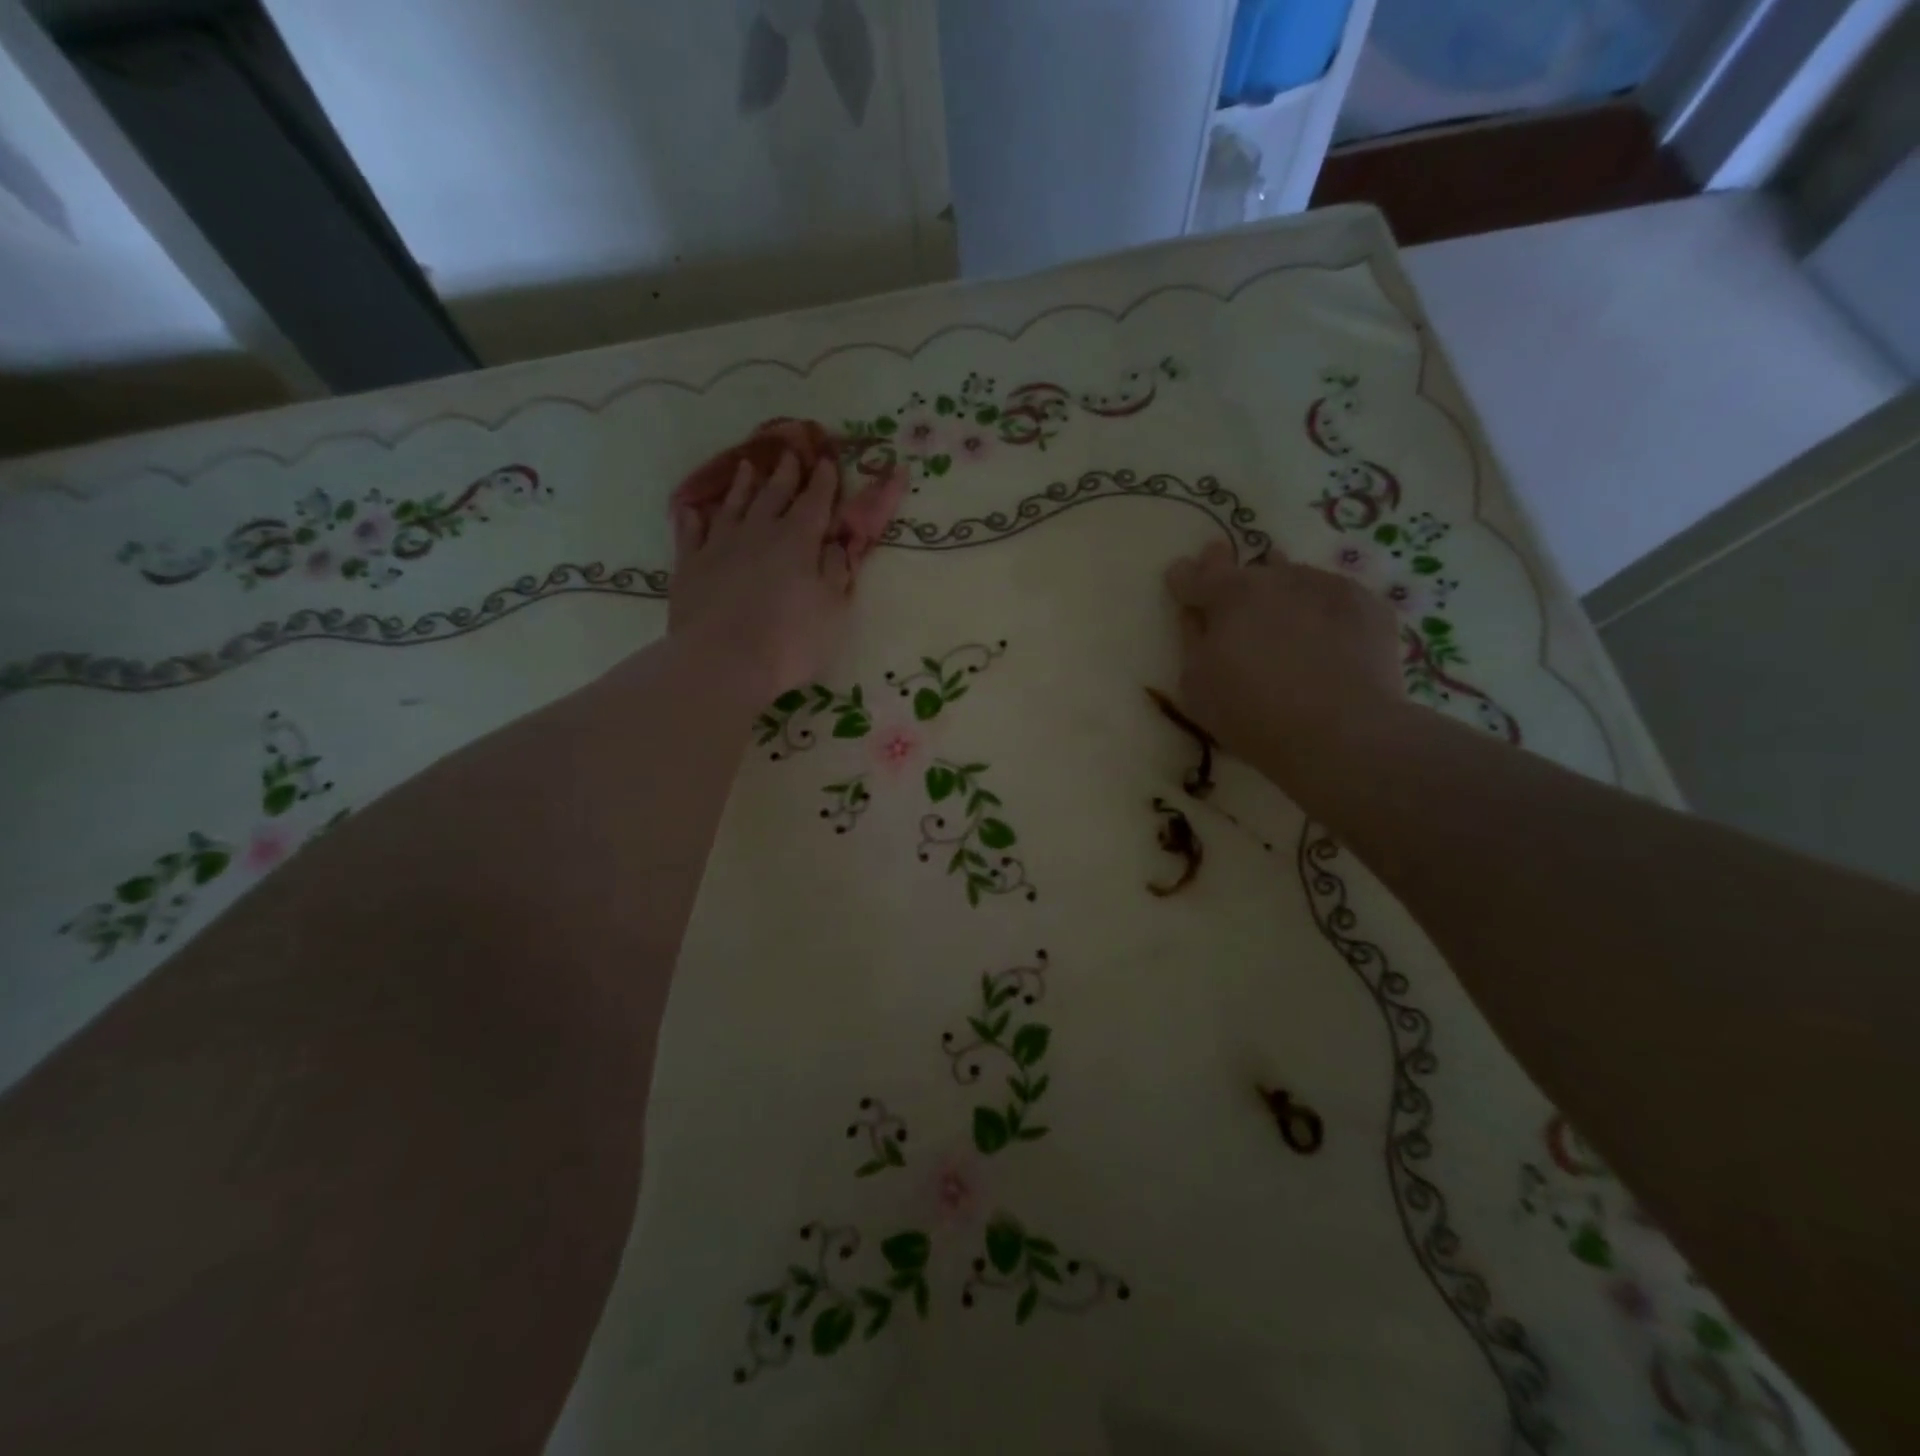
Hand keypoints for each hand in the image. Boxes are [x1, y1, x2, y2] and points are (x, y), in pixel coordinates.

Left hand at [669, 450, 858, 702]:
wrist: (723, 661)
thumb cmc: (790, 639)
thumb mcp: (832, 608)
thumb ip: (836, 572)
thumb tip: (835, 543)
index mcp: (798, 540)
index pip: (814, 502)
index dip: (823, 482)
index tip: (827, 462)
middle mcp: (758, 532)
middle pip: (773, 495)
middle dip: (785, 474)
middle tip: (790, 453)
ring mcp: (719, 546)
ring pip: (733, 505)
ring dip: (742, 485)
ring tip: (747, 466)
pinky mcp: (689, 566)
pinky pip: (691, 532)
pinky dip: (694, 518)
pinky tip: (694, 510)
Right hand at [1164, 540, 1403, 782]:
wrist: (1341, 733)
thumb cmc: (1252, 713)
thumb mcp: (1197, 685)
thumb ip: (1193, 640)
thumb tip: (1194, 614)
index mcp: (1229, 595)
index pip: (1196, 575)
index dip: (1185, 577)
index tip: (1180, 576)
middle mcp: (1277, 578)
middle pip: (1248, 571)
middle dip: (1233, 578)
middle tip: (1230, 590)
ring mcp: (1326, 586)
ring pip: (1293, 578)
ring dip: (1280, 589)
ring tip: (1279, 608)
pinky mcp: (1369, 605)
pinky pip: (1333, 599)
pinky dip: (1321, 610)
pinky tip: (1324, 635)